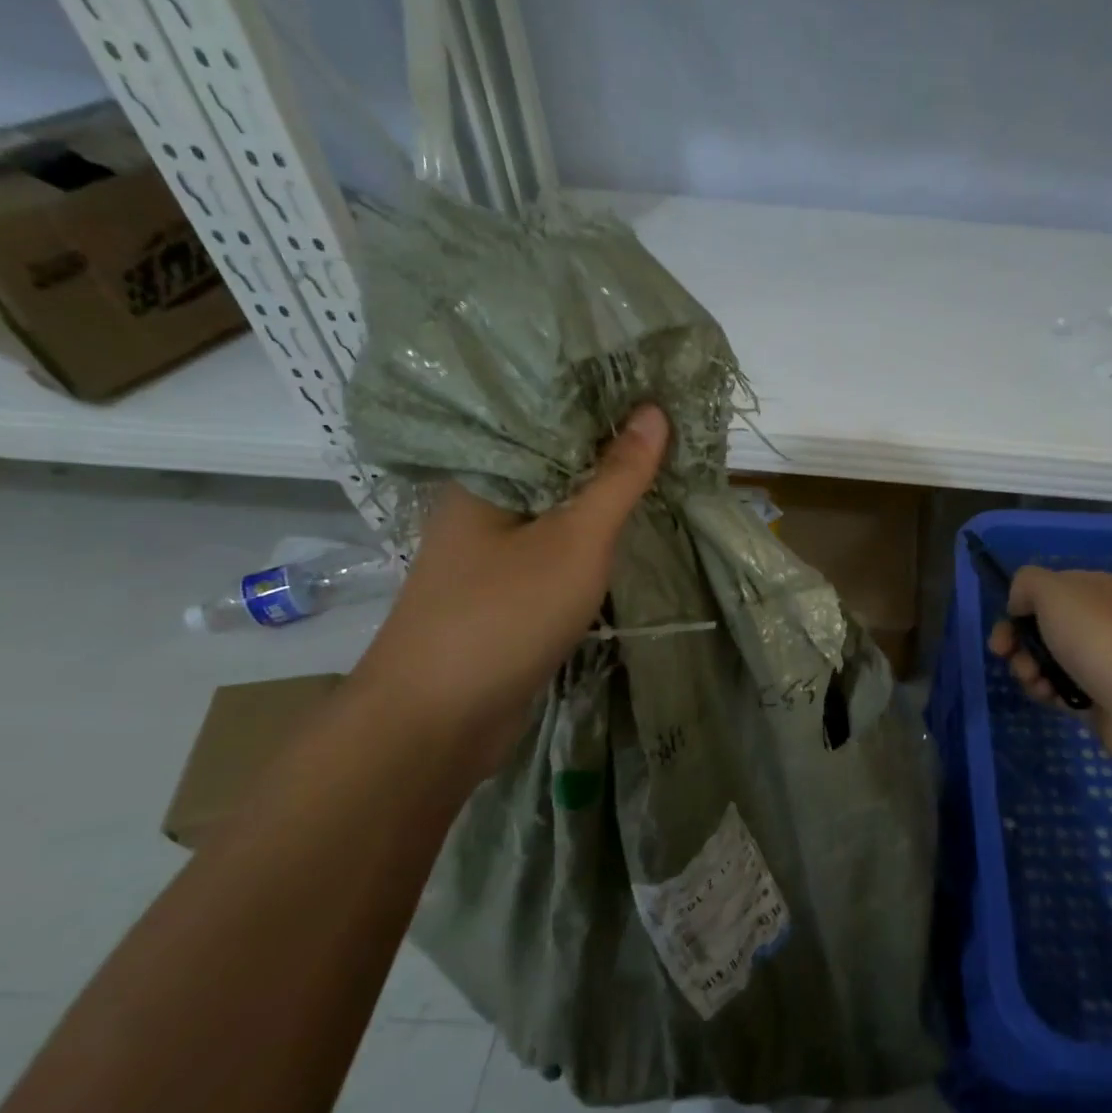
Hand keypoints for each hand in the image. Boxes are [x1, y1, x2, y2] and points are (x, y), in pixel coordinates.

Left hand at [349, 404, 669, 767]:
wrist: (438, 723)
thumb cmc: (504, 615)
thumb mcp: (575, 540)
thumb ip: (617, 478)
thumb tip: (653, 410)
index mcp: (483, 476)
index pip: (546, 418)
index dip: (601, 403)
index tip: (654, 389)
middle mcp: (482, 505)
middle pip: (555, 463)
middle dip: (611, 451)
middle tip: (673, 428)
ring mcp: (491, 552)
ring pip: (557, 509)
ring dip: (603, 497)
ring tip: (662, 467)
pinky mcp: (505, 591)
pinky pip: (555, 547)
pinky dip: (590, 537)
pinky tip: (627, 527)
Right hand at [989, 566, 1111, 773]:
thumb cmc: (1097, 638)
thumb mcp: (1054, 591)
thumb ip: (1027, 584)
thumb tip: (1020, 605)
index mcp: (1093, 589)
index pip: (1044, 591)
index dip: (1018, 606)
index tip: (1006, 625)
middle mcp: (1096, 621)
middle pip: (1039, 627)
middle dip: (1017, 642)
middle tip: (1007, 655)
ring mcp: (1096, 661)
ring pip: (1043, 660)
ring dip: (1027, 669)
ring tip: (1035, 681)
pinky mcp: (1094, 697)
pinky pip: (1056, 690)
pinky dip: (1045, 692)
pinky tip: (1049, 697)